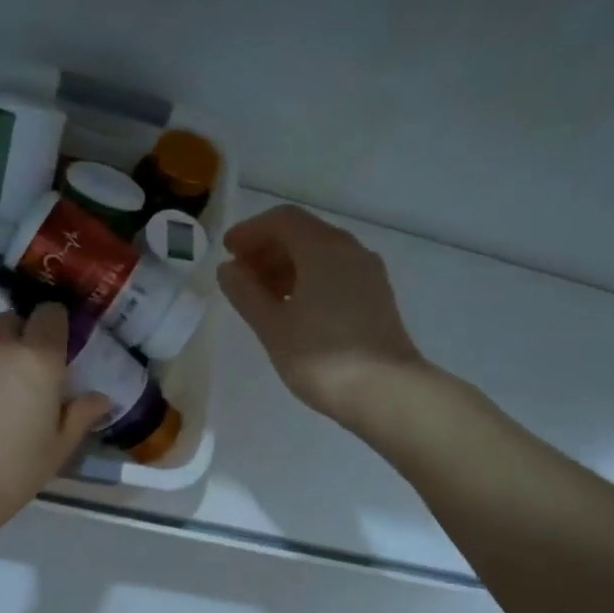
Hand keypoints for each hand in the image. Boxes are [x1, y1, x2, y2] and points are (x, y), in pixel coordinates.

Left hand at [0, 305, 112, 541]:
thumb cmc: (13, 470)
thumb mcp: (58, 448)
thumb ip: (81, 415)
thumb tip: (100, 398)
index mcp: (39, 360)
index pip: (50, 314)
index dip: (55, 323)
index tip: (58, 343)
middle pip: (11, 320)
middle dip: (21, 335)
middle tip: (26, 369)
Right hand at [217, 205, 429, 429]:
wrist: (386, 392)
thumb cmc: (321, 357)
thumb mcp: (272, 327)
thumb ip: (246, 293)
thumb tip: (228, 269)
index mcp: (323, 248)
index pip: (282, 220)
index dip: (250, 231)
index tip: (227, 252)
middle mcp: (350, 250)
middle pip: (302, 234)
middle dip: (267, 249)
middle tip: (239, 276)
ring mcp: (367, 274)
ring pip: (320, 255)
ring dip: (286, 267)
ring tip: (260, 296)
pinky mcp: (376, 297)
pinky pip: (335, 274)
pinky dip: (307, 280)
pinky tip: (292, 309)